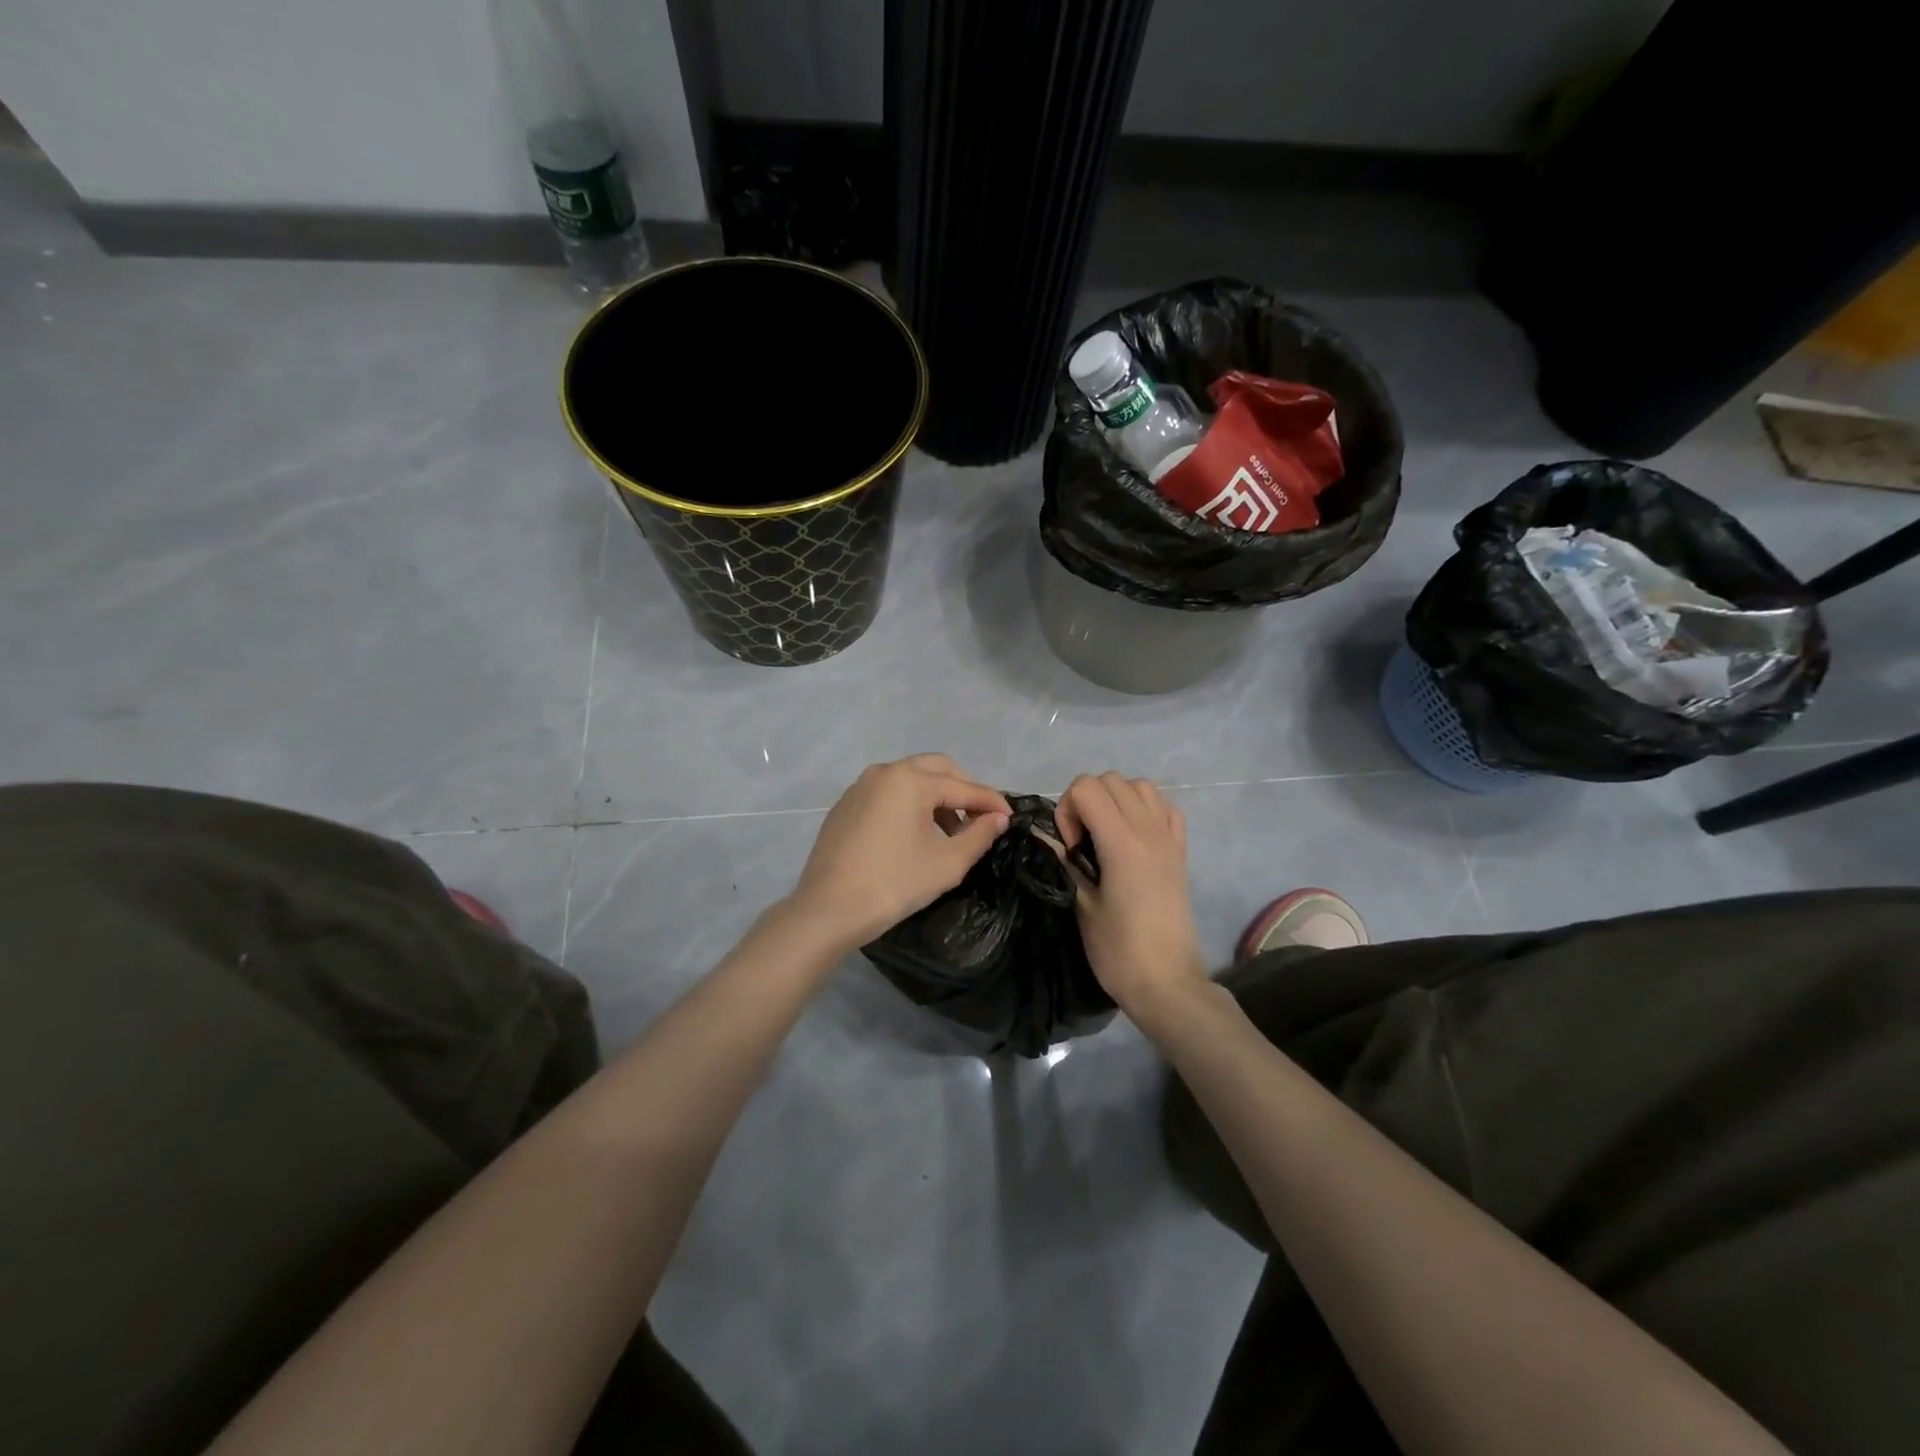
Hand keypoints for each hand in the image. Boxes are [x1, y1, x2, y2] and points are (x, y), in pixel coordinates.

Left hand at [787, 756, 1011, 950]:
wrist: (829, 909)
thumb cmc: (895, 883)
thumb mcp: (947, 862)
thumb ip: (979, 835)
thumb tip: (998, 818)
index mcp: (911, 780)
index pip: (963, 786)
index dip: (990, 801)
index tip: (1011, 816)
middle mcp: (885, 772)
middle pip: (936, 769)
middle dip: (962, 789)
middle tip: (979, 819)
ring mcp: (860, 786)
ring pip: (910, 779)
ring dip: (935, 797)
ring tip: (949, 833)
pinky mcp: (845, 805)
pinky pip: (887, 793)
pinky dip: (909, 804)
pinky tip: (914, 836)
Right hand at [1055, 773, 1209, 1027]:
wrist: (1168, 983)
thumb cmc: (1118, 951)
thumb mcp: (1082, 906)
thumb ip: (1065, 863)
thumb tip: (1043, 837)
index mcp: (1123, 844)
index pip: (1087, 788)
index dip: (1067, 809)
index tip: (1070, 846)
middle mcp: (1149, 831)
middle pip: (1111, 780)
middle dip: (1087, 800)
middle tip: (1083, 841)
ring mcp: (1169, 839)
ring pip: (1140, 786)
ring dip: (1116, 799)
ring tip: (1106, 834)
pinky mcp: (1181, 851)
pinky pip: (1165, 807)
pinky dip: (1145, 809)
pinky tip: (1133, 836)